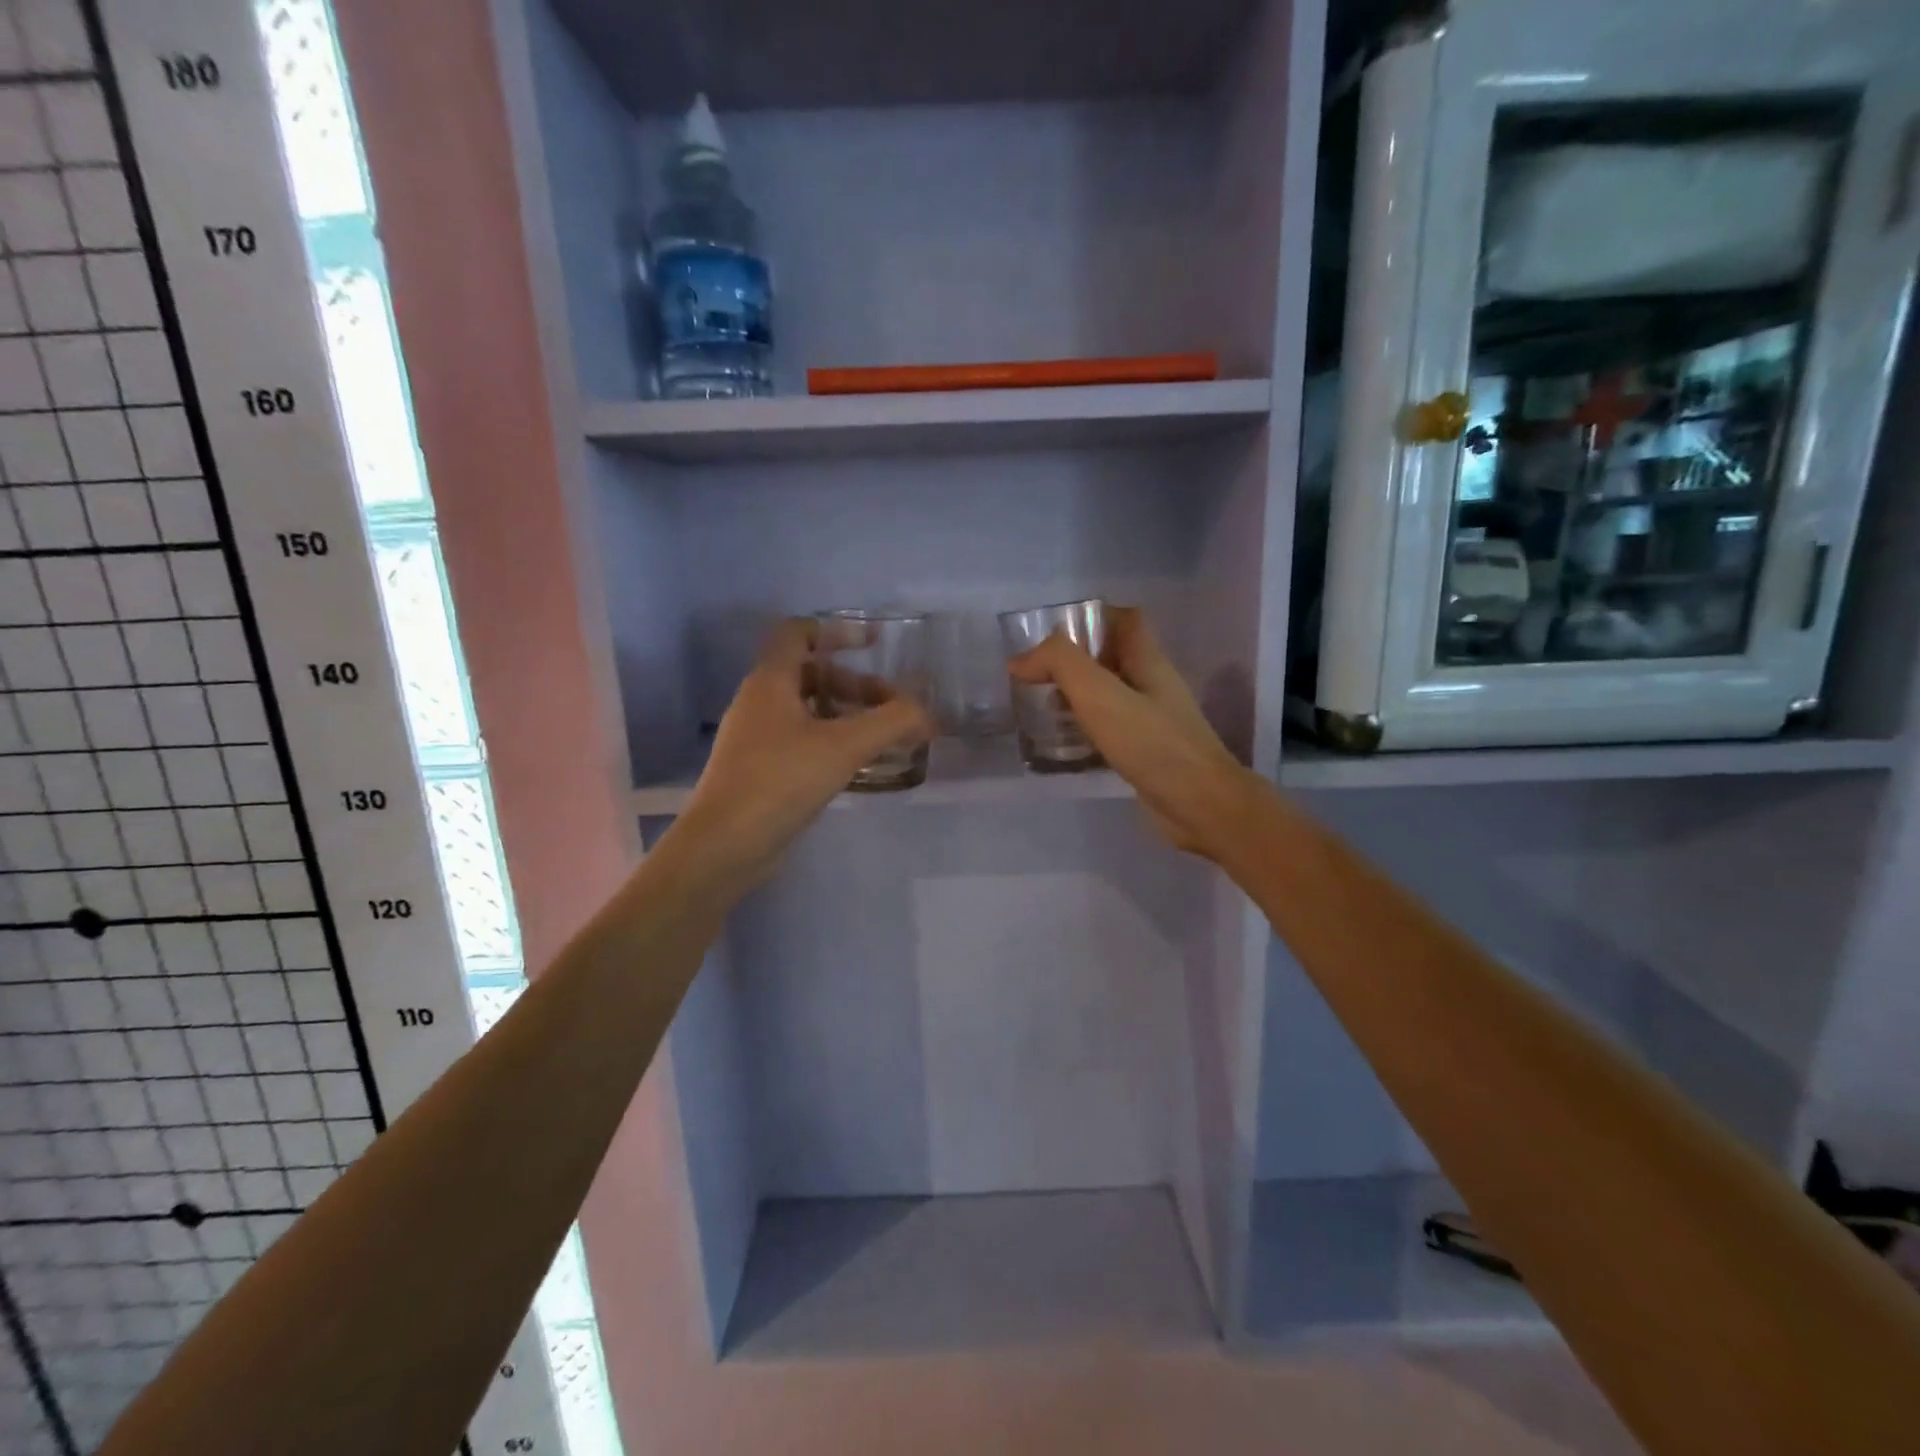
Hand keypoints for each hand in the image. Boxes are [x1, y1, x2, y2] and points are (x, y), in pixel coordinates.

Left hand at [669, 619, 932, 892]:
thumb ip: (892, 722)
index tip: (874, 644)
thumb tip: (928, 713)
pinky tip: (859, 765)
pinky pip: (804, 740)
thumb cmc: (780, 780)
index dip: (837, 631)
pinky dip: (834, 741)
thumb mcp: (844, 747)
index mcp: (771, 681)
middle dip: (857, 685)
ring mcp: (758, 737)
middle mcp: (760, 702)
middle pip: (812, 675)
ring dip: (848, 715)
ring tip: (885, 737)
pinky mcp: (762, 769)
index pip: (799, 633)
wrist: (725, 845)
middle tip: (894, 708)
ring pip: (810, 710)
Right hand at [1009, 607, 1258, 860]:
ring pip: (1111, 695)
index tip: (1053, 634)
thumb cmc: (1151, 743)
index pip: (1125, 620)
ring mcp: (1154, 721)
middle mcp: (1153, 685)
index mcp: (1148, 661)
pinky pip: (1112, 729)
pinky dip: (1087, 729)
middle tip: (1037, 676)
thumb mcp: (1100, 694)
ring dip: (1079, 696)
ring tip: (1042, 707)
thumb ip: (1061, 665)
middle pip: (1114, 657)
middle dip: (1076, 661)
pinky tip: (1065, 744)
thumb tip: (1022, 659)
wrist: (1199, 805)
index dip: (1091, 618)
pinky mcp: (1148, 753)